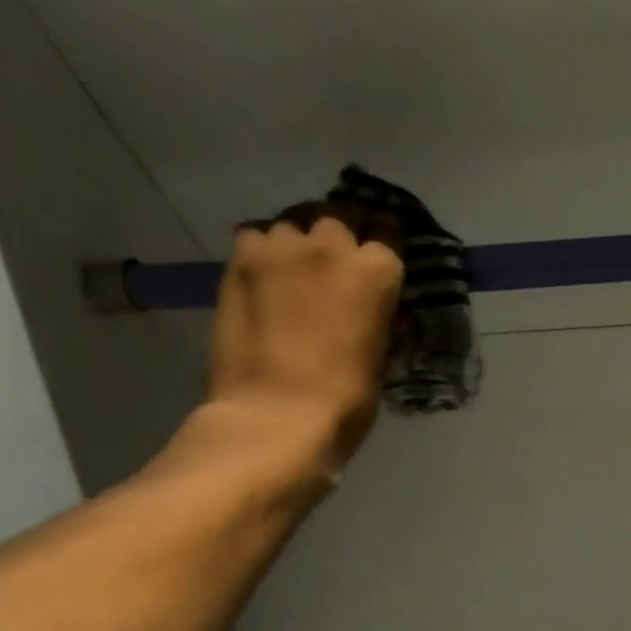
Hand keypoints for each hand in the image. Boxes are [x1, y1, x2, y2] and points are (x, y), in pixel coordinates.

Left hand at [208, 200, 405, 468]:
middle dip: (344, 229)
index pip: (389, 228)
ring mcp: (283, 246)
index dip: (383, 238)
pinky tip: (265, 274)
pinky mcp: (242, 259)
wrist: (277, 416)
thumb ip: (378, 315)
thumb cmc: (345, 401)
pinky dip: (265, 249)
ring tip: (296, 265)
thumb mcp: (381, 355)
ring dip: (301, 238)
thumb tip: (374, 305)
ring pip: (296, 220)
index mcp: (378, 271)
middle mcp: (333, 244)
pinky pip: (257, 235)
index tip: (378, 251)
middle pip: (341, 213)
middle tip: (337, 257)